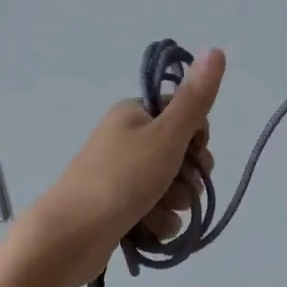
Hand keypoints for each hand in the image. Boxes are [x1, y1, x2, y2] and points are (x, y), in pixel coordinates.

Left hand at [16, 49, 225, 286]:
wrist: (70, 236)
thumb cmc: (121, 179)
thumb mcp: (166, 135)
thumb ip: (195, 99)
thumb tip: (215, 49)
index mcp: (135, 114)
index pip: (185, 117)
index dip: (198, 139)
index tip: (194, 152)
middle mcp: (127, 140)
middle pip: (181, 155)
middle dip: (188, 177)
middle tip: (177, 187)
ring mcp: (121, 176)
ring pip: (171, 187)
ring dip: (175, 204)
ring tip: (158, 212)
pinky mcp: (118, 209)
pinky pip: (156, 212)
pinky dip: (158, 222)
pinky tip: (150, 231)